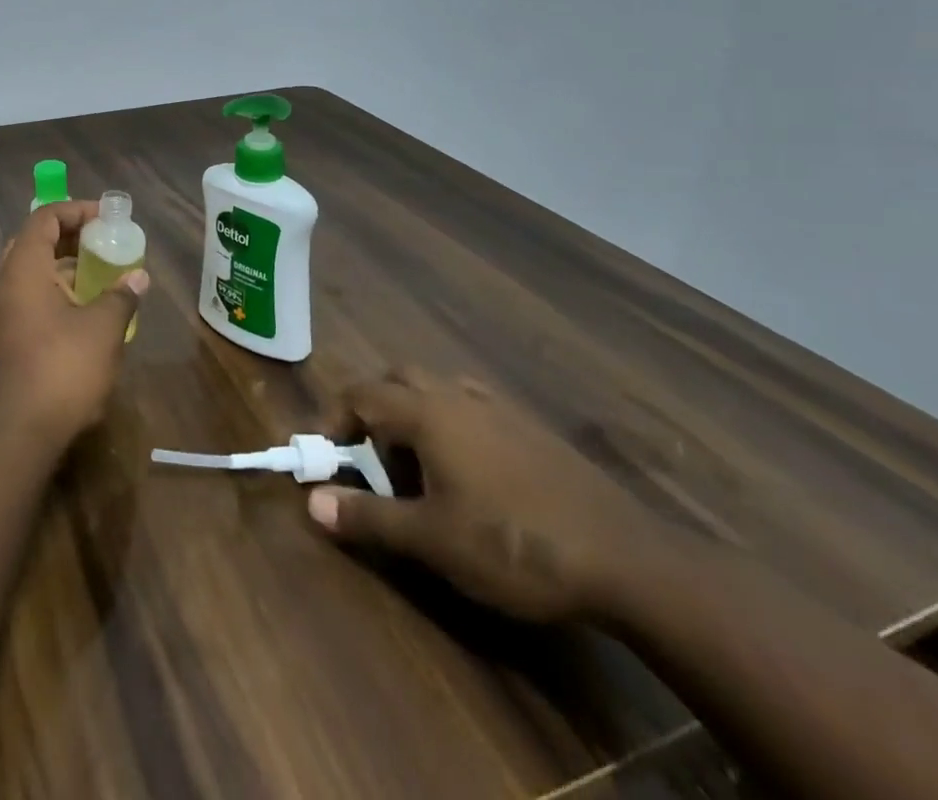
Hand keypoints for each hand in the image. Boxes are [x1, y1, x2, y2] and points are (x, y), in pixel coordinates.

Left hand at [0, 202, 147, 451]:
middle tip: (101, 243)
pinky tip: (81, 315)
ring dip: (62, 269)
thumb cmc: (60, 371)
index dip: (76, 210)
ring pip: (28, 274)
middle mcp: (2, 284)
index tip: (107, 218)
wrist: (14, 436)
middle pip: (33, 243)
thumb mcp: (102, 330)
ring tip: (98, 277)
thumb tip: (139, 278)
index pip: (44, 218)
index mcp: (22, 269)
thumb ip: (121, 297)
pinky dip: (52, 294)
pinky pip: (26, 300)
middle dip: (69, 238)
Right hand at [307, 368, 664, 623]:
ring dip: (413, 414)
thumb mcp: (432, 539)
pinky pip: (472, 406)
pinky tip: (468, 471)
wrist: (625, 558)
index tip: (327, 459)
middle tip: (370, 458)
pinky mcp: (530, 428)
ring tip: (417, 467)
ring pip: (438, 389)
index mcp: (428, 412)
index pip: (361, 394)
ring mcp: (499, 408)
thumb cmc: (513, 545)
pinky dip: (451, 424)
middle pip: (398, 379)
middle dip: (373, 409)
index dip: (334, 420)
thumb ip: (368, 517)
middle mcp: (458, 396)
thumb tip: (312, 502)